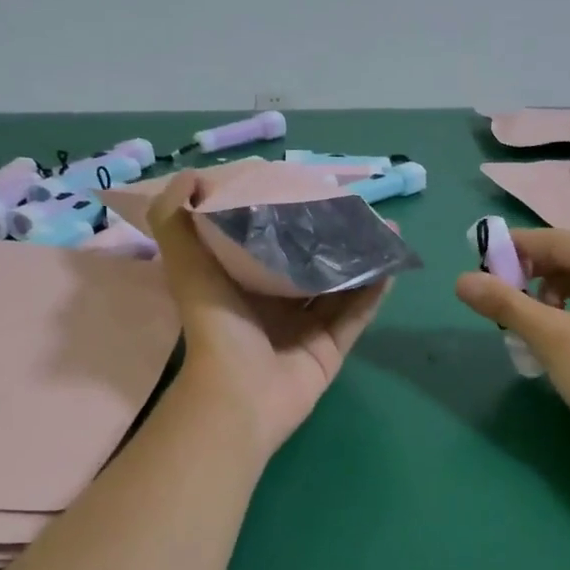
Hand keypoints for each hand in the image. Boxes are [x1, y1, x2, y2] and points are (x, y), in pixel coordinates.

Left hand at [150, 172, 386, 458]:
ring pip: (340, 288)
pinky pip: (357, 316)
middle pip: (311, 264)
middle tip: (361, 210)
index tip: (313, 190)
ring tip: (387, 231)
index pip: (271, 243)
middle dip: (335, 238)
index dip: (290, 217)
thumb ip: (178, 220)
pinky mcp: (331, 349)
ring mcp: (306, 329)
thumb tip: (191, 173)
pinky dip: (374, 293)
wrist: (239, 396)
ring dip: (362, 261)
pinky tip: (391, 265)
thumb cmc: (216, 326)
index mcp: (242, 285)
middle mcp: (275, 305)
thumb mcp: (187, 265)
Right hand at [454, 227, 569, 460]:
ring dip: (546, 299)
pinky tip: (552, 340)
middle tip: (500, 303)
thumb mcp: (551, 338)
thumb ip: (506, 304)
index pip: (554, 240)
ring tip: (527, 328)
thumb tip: (461, 280)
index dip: (513, 249)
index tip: (478, 264)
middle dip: (529, 278)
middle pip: (567, 259)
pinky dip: (566, 314)